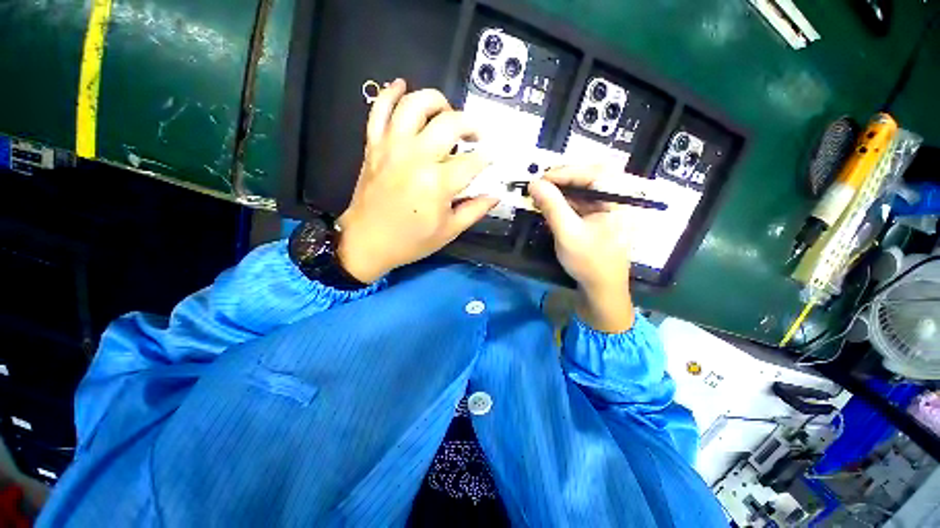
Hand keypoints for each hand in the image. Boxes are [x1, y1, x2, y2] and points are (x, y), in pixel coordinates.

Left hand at [336, 80, 498, 282]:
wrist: (364, 242)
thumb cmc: (408, 240)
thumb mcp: (448, 231)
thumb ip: (475, 208)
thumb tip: (498, 192)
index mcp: (436, 183)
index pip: (473, 160)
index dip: (488, 158)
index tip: (492, 158)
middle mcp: (414, 157)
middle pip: (450, 122)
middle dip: (471, 126)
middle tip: (474, 137)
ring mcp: (391, 147)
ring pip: (414, 105)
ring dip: (435, 101)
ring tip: (445, 112)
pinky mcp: (374, 144)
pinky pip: (378, 111)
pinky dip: (388, 94)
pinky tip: (401, 84)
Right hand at [528, 167, 634, 331]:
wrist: (604, 295)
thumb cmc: (591, 264)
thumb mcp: (568, 233)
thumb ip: (552, 205)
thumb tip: (533, 182)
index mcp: (618, 200)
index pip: (592, 173)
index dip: (565, 172)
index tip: (541, 178)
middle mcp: (617, 200)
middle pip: (589, 177)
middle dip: (562, 179)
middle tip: (540, 185)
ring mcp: (610, 210)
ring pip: (584, 190)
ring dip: (562, 191)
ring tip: (541, 196)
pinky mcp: (602, 220)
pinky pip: (584, 203)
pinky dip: (567, 202)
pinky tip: (551, 207)